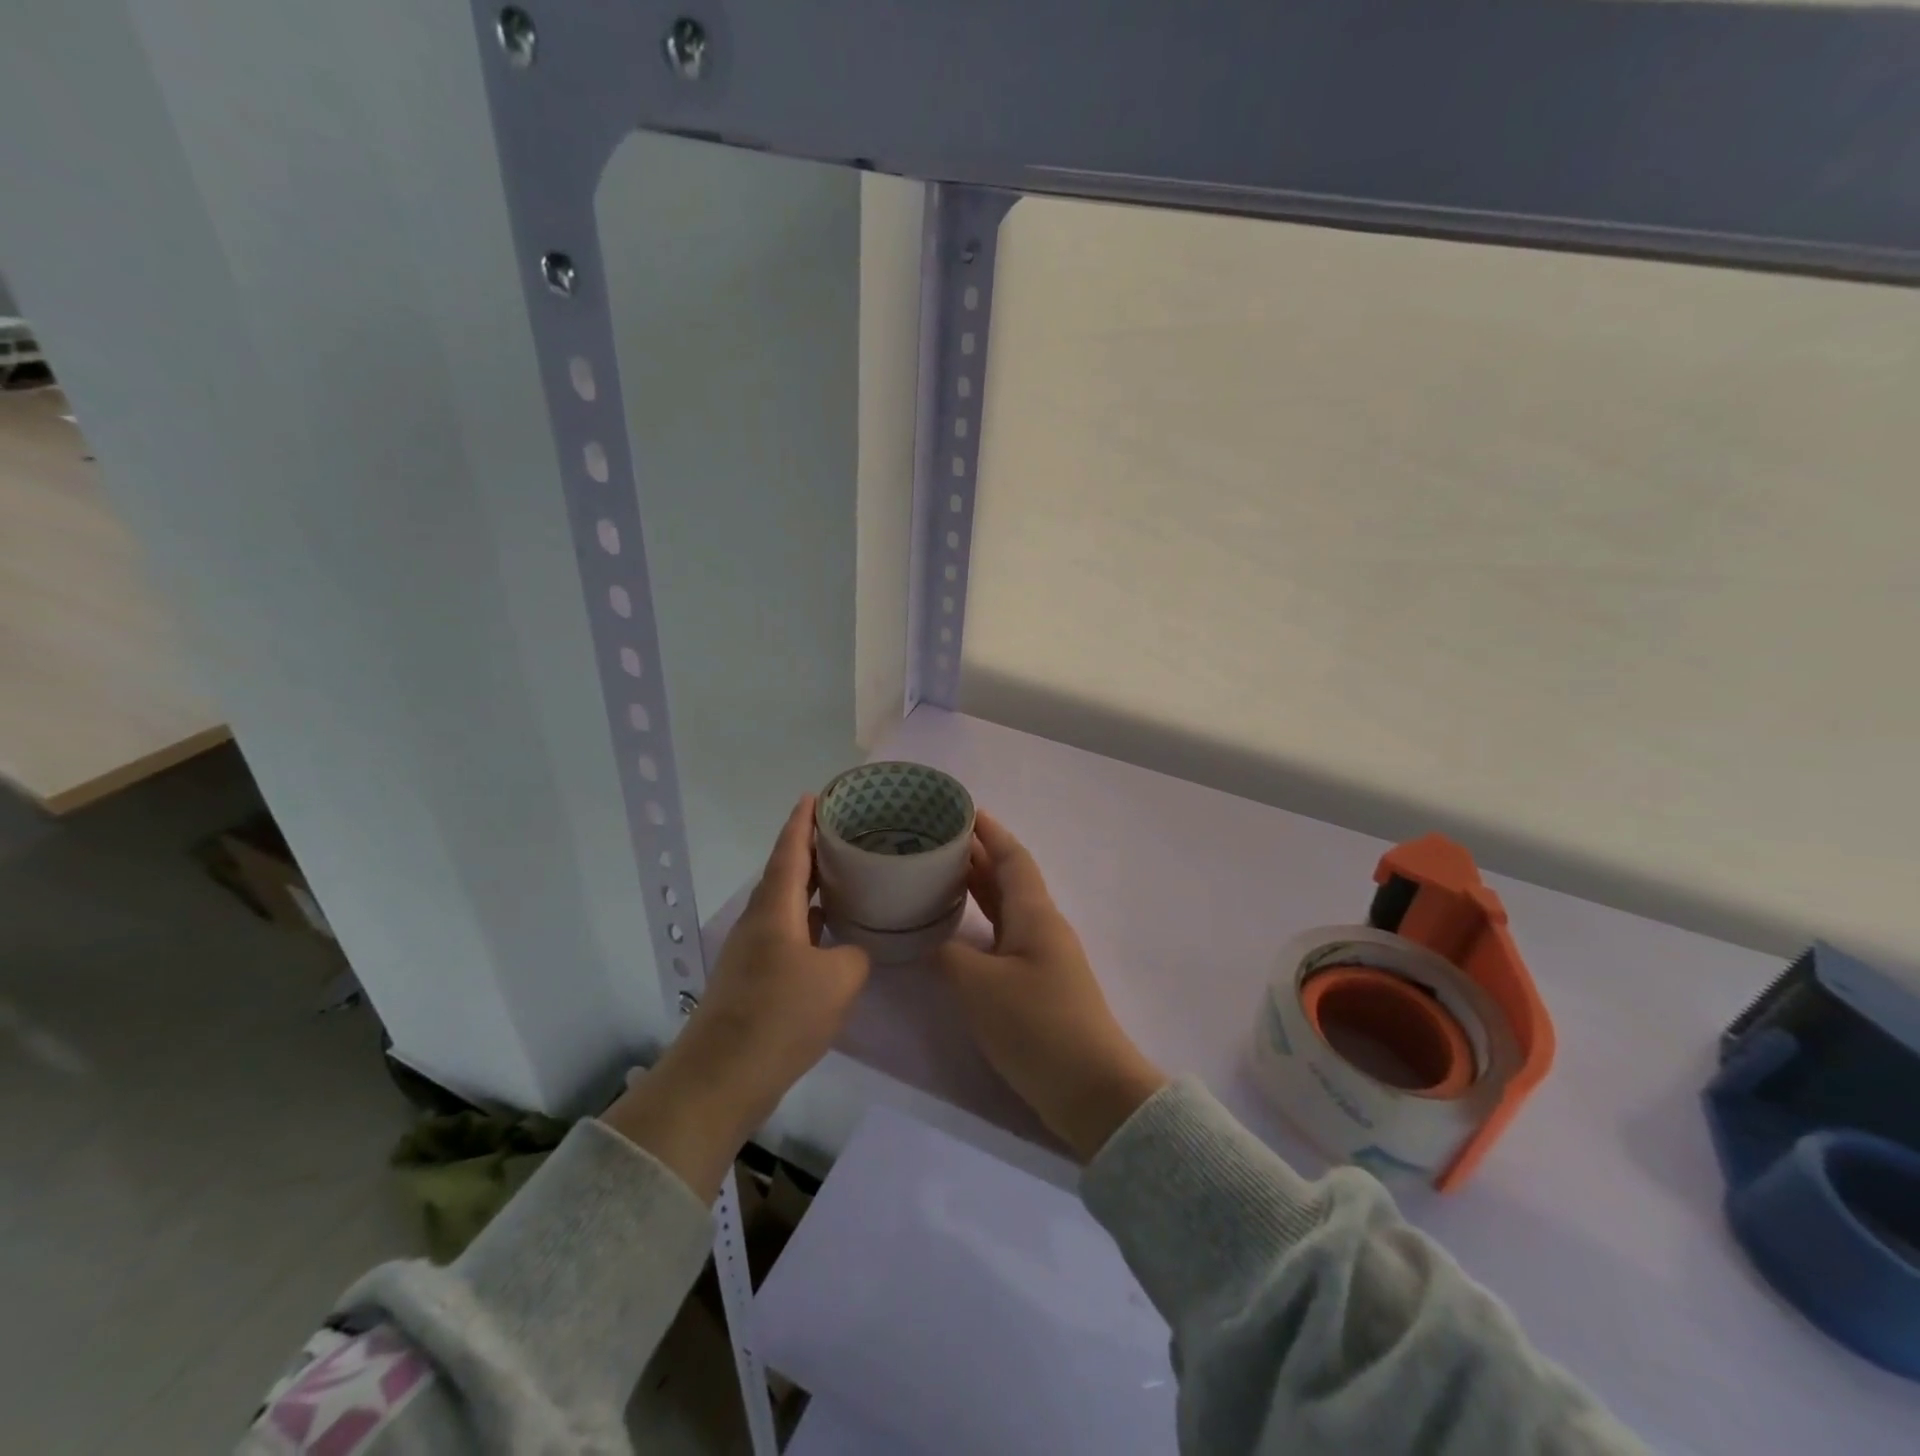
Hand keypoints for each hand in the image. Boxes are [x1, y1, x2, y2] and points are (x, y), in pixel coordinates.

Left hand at [603, 796, 870, 1196]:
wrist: (722, 1077)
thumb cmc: (781, 1015)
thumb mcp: (839, 980)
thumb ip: (854, 955)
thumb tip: (849, 954)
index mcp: (775, 908)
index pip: (790, 850)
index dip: (803, 821)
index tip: (816, 795)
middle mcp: (759, 921)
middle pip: (785, 873)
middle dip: (812, 849)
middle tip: (845, 833)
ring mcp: (752, 951)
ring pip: (786, 905)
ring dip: (812, 887)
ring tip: (844, 875)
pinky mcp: (752, 979)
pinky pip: (787, 934)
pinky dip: (809, 922)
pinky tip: (830, 932)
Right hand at [938, 811, 1166, 1162]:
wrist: (1092, 1091)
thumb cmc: (1037, 1027)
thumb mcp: (980, 987)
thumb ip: (948, 955)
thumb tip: (927, 941)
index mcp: (1035, 914)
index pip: (1011, 856)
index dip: (988, 831)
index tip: (960, 809)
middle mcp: (1041, 926)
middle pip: (1007, 878)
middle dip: (975, 855)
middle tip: (932, 841)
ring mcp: (1041, 956)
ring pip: (1005, 908)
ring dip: (976, 888)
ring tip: (936, 874)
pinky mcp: (1037, 984)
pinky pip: (1003, 936)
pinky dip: (979, 923)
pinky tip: (956, 929)